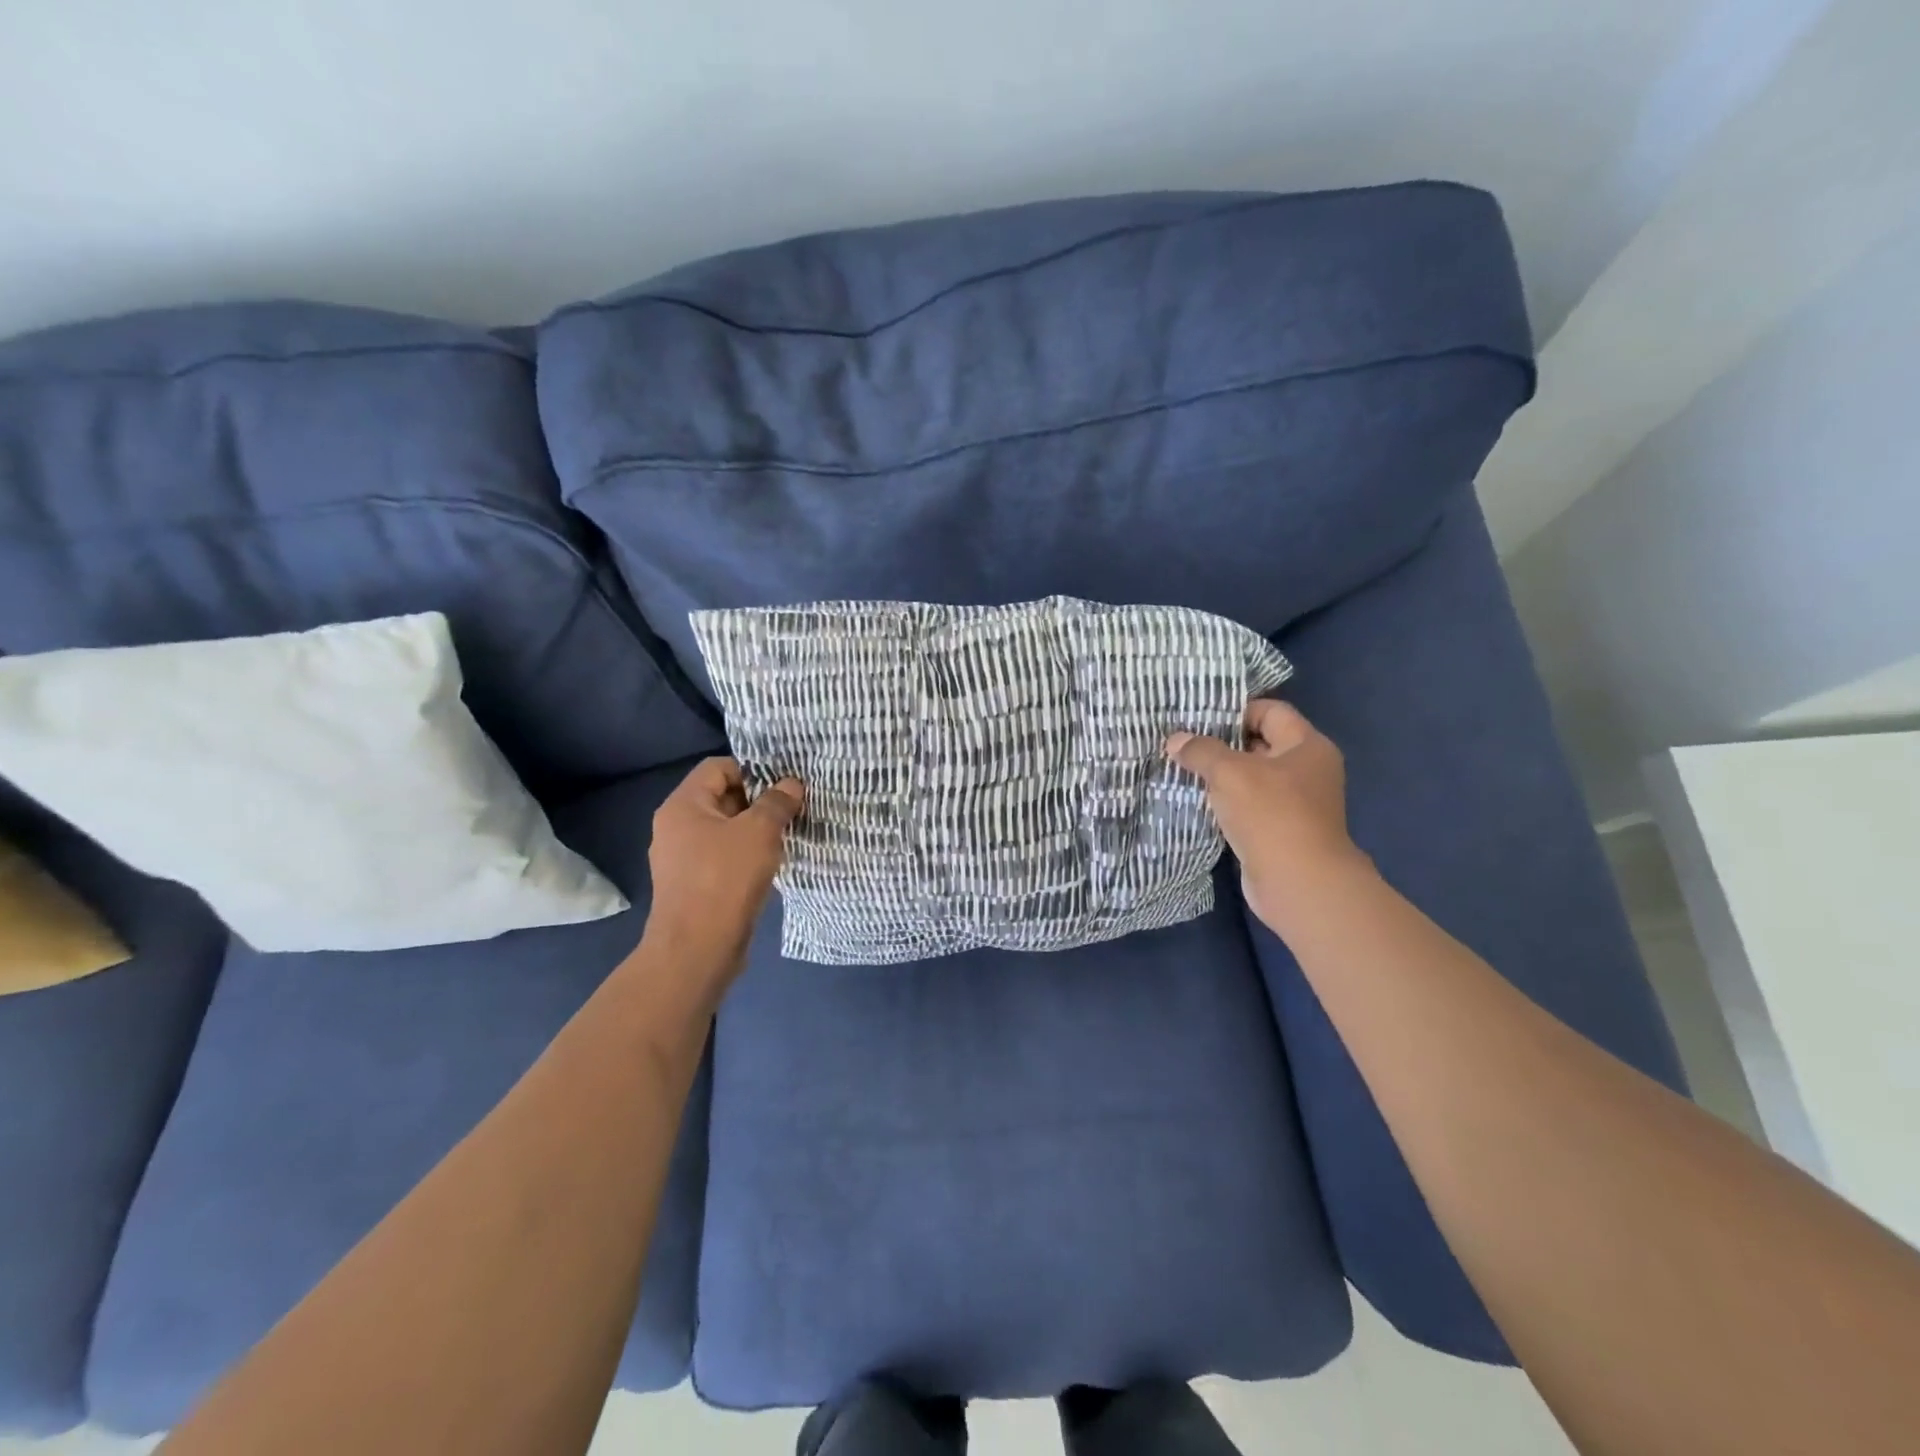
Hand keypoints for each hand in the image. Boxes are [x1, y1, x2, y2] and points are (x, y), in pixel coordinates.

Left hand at [641, 758, 804, 985]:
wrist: (697, 950)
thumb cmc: (725, 880)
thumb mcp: (759, 832)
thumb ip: (777, 803)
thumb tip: (791, 784)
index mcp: (683, 806)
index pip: (718, 767)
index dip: (752, 770)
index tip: (784, 786)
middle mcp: (676, 827)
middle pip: (722, 797)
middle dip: (759, 801)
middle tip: (793, 809)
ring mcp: (683, 858)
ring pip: (726, 830)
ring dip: (756, 830)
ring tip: (788, 835)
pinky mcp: (694, 885)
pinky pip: (724, 857)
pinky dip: (747, 856)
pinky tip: (772, 865)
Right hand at [1166, 700, 1367, 931]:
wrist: (1298, 883)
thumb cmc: (1271, 815)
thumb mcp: (1230, 773)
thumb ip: (1201, 751)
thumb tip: (1175, 740)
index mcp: (1307, 746)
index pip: (1270, 712)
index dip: (1235, 711)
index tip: (1197, 717)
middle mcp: (1307, 770)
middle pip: (1259, 744)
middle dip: (1221, 743)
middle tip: (1182, 742)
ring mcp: (1295, 803)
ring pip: (1251, 778)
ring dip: (1220, 776)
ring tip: (1181, 769)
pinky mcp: (1280, 830)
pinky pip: (1248, 806)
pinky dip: (1225, 803)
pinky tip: (1196, 801)